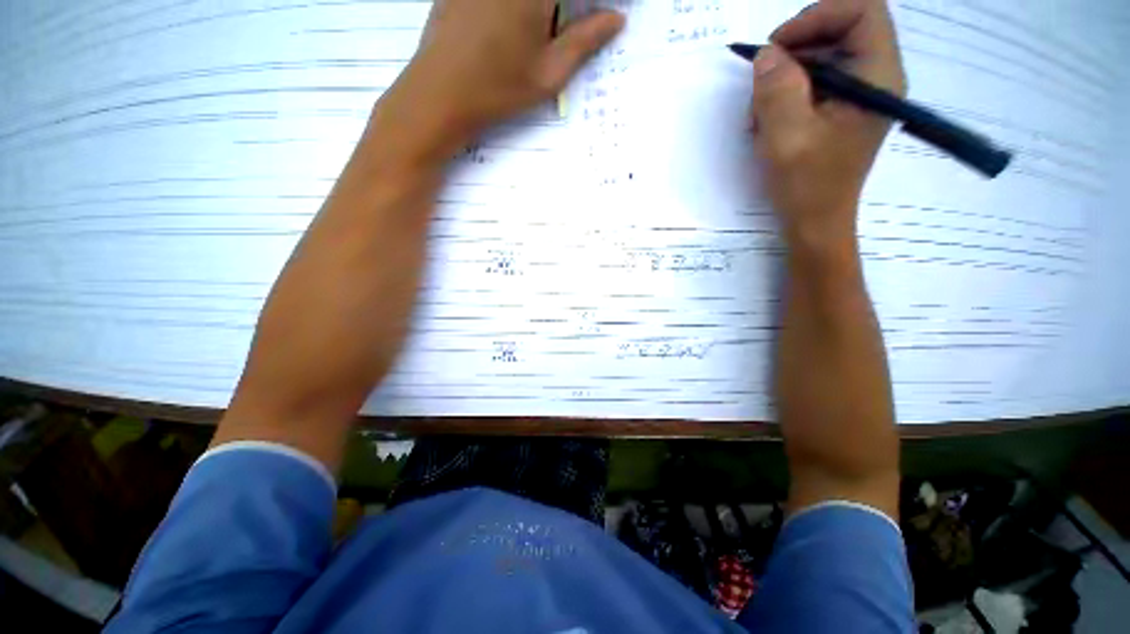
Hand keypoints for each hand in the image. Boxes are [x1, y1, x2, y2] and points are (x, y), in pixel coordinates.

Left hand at [373, 0, 624, 164]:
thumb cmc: (499, 88)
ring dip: (544, 12)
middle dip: (564, 10)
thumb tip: (616, 18)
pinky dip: (519, 9)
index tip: (604, 14)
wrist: (440, 93)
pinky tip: (511, 31)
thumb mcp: (550, 73)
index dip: (592, 7)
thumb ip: (585, 41)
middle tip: (580, 25)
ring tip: (546, 31)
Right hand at [750, 0, 905, 251]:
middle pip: (839, 28)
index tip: (777, 47)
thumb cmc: (807, 185)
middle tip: (763, 82)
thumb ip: (776, 89)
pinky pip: (813, 80)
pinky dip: (786, 93)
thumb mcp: (786, 136)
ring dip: (784, 76)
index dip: (816, 16)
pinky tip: (768, 121)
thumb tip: (766, 55)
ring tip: (760, 113)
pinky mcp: (840, 107)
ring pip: (822, 54)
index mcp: (876, 77)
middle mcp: (874, 76)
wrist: (815, 222)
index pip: (861, 10)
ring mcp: (857, 93)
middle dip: (795, 49)